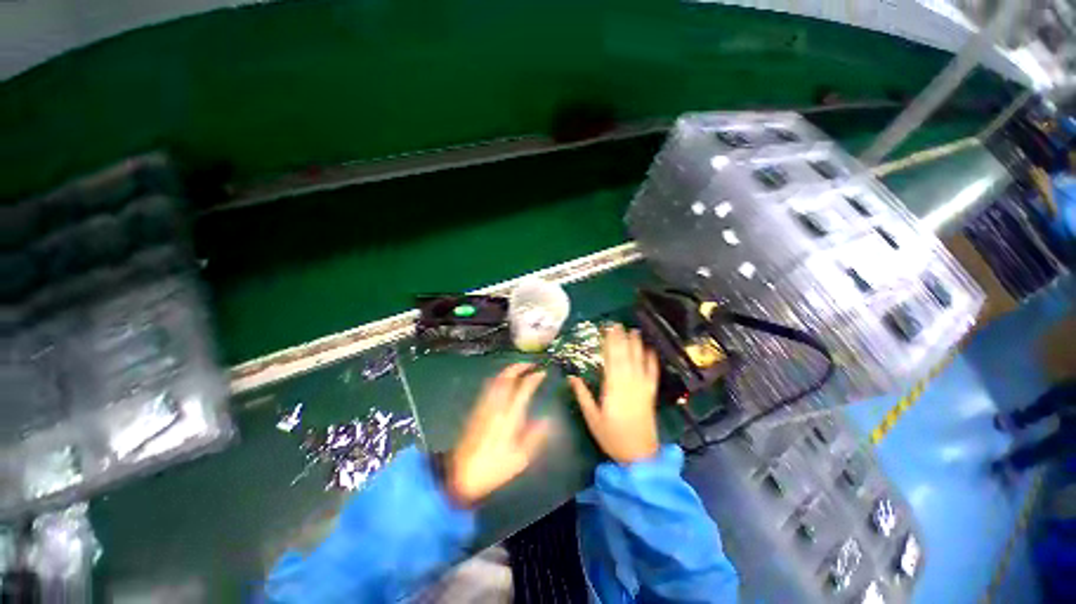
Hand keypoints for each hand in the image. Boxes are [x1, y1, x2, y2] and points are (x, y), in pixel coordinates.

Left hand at [446, 364, 551, 506]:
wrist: (461, 475)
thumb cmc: (493, 469)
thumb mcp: (519, 458)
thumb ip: (534, 437)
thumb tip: (547, 420)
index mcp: (509, 418)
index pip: (523, 390)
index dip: (533, 378)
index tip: (542, 372)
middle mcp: (496, 407)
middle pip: (506, 378)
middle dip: (519, 367)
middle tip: (530, 364)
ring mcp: (484, 407)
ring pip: (496, 380)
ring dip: (508, 370)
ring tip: (519, 368)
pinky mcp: (476, 410)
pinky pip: (488, 387)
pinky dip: (498, 379)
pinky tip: (503, 381)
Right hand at [569, 324, 659, 463]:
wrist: (640, 456)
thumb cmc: (612, 437)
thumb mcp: (592, 418)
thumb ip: (582, 396)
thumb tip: (571, 377)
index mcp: (613, 389)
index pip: (611, 360)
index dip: (609, 343)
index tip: (607, 330)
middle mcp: (629, 384)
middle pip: (625, 357)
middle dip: (621, 339)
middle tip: (618, 324)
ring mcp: (642, 388)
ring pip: (639, 362)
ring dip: (637, 345)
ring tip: (634, 331)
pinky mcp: (651, 394)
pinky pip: (652, 375)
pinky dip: (652, 362)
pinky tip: (651, 351)